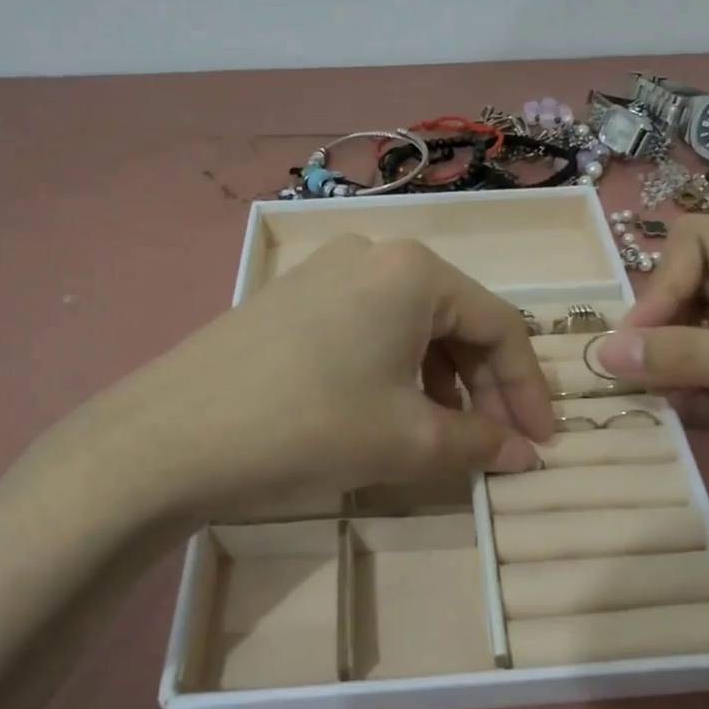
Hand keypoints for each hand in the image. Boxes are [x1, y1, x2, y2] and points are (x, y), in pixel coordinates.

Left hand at [68, 235, 554, 521]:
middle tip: (495, 444)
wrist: (166, 439)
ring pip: (411, 325)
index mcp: (414, 271)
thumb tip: (523, 455)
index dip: (527, 389)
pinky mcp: (291, 298)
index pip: (500, 325)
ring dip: (440, 380)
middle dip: (484, 386)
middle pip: (456, 320)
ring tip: (443, 434)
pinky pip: (368, 328)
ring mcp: (325, 271)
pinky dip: (395, 370)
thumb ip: (478, 443)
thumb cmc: (308, 427)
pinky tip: (387, 411)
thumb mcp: (407, 442)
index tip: (541, 444)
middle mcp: (373, 253)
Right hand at [594, 216, 708, 508]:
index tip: (633, 348)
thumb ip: (694, 358)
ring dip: (695, 372)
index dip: (658, 291)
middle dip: (674, 338)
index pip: (697, 245)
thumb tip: (604, 353)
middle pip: (697, 288)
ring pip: (708, 332)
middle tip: (654, 387)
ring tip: (705, 410)